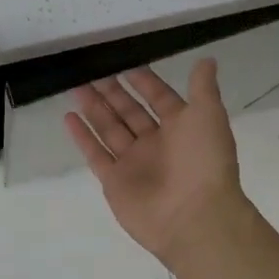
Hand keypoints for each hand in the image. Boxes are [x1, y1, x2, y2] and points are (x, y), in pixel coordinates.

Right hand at [64, 60, 248, 267]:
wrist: (196, 219)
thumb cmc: (203, 161)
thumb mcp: (209, 115)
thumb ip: (203, 86)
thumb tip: (207, 59)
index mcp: (181, 128)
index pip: (158, 98)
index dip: (143, 80)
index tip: (123, 61)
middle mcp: (156, 144)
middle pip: (129, 111)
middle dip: (112, 91)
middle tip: (91, 68)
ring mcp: (133, 163)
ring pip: (109, 128)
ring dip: (93, 107)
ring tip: (75, 85)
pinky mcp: (115, 182)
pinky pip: (95, 154)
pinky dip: (82, 136)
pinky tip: (69, 116)